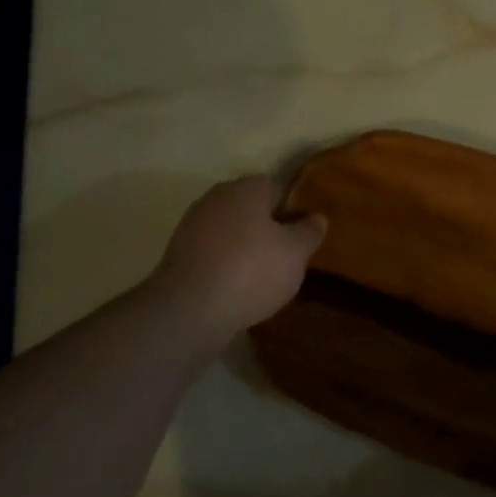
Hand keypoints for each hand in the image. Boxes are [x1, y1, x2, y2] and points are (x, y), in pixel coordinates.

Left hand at [154, 176, 326, 338]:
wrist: (190, 310)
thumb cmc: (252, 271)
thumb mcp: (296, 253)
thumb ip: (309, 232)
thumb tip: (317, 217)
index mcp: (246, 189)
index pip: (277, 186)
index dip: (294, 208)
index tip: (305, 232)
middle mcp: (216, 198)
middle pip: (251, 207)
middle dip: (270, 227)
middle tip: (289, 255)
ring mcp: (192, 225)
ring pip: (231, 230)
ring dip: (247, 246)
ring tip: (266, 275)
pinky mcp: (179, 254)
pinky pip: (214, 251)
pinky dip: (227, 263)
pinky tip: (239, 286)